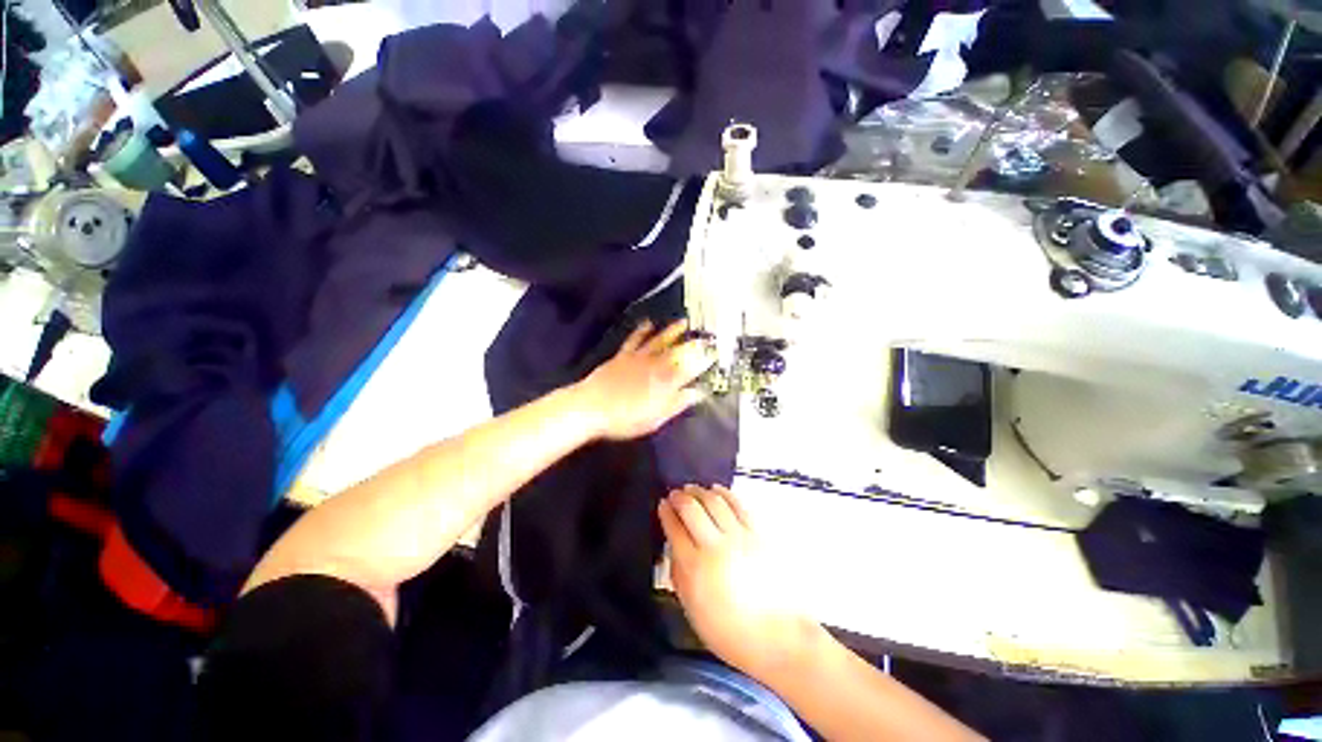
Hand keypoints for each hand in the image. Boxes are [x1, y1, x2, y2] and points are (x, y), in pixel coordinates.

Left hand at [574, 319, 710, 440]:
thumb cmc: (625, 418)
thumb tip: (697, 393)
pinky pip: (635, 340)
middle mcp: (655, 366)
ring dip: (672, 331)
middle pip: (678, 351)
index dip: (704, 361)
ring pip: (659, 341)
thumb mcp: (656, 418)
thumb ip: (677, 403)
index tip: (715, 354)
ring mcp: (639, 359)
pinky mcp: (623, 356)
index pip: (691, 369)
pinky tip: (648, 323)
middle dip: (693, 342)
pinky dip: (642, 330)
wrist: (591, 407)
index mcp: (666, 383)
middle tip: (705, 334)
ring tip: (683, 322)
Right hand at [659, 485, 824, 677]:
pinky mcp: (757, 534)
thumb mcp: (693, 610)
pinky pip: (738, 505)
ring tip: (692, 489)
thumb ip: (679, 575)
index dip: (666, 512)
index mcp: (694, 568)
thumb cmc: (730, 633)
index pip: (674, 529)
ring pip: (714, 501)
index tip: (662, 504)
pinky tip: (717, 490)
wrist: (777, 637)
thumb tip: (673, 547)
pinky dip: (725, 493)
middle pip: (692, 508)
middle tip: (674, 494)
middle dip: (679, 497)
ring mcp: (738, 537)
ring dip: (700, 491)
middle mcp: (715, 546)